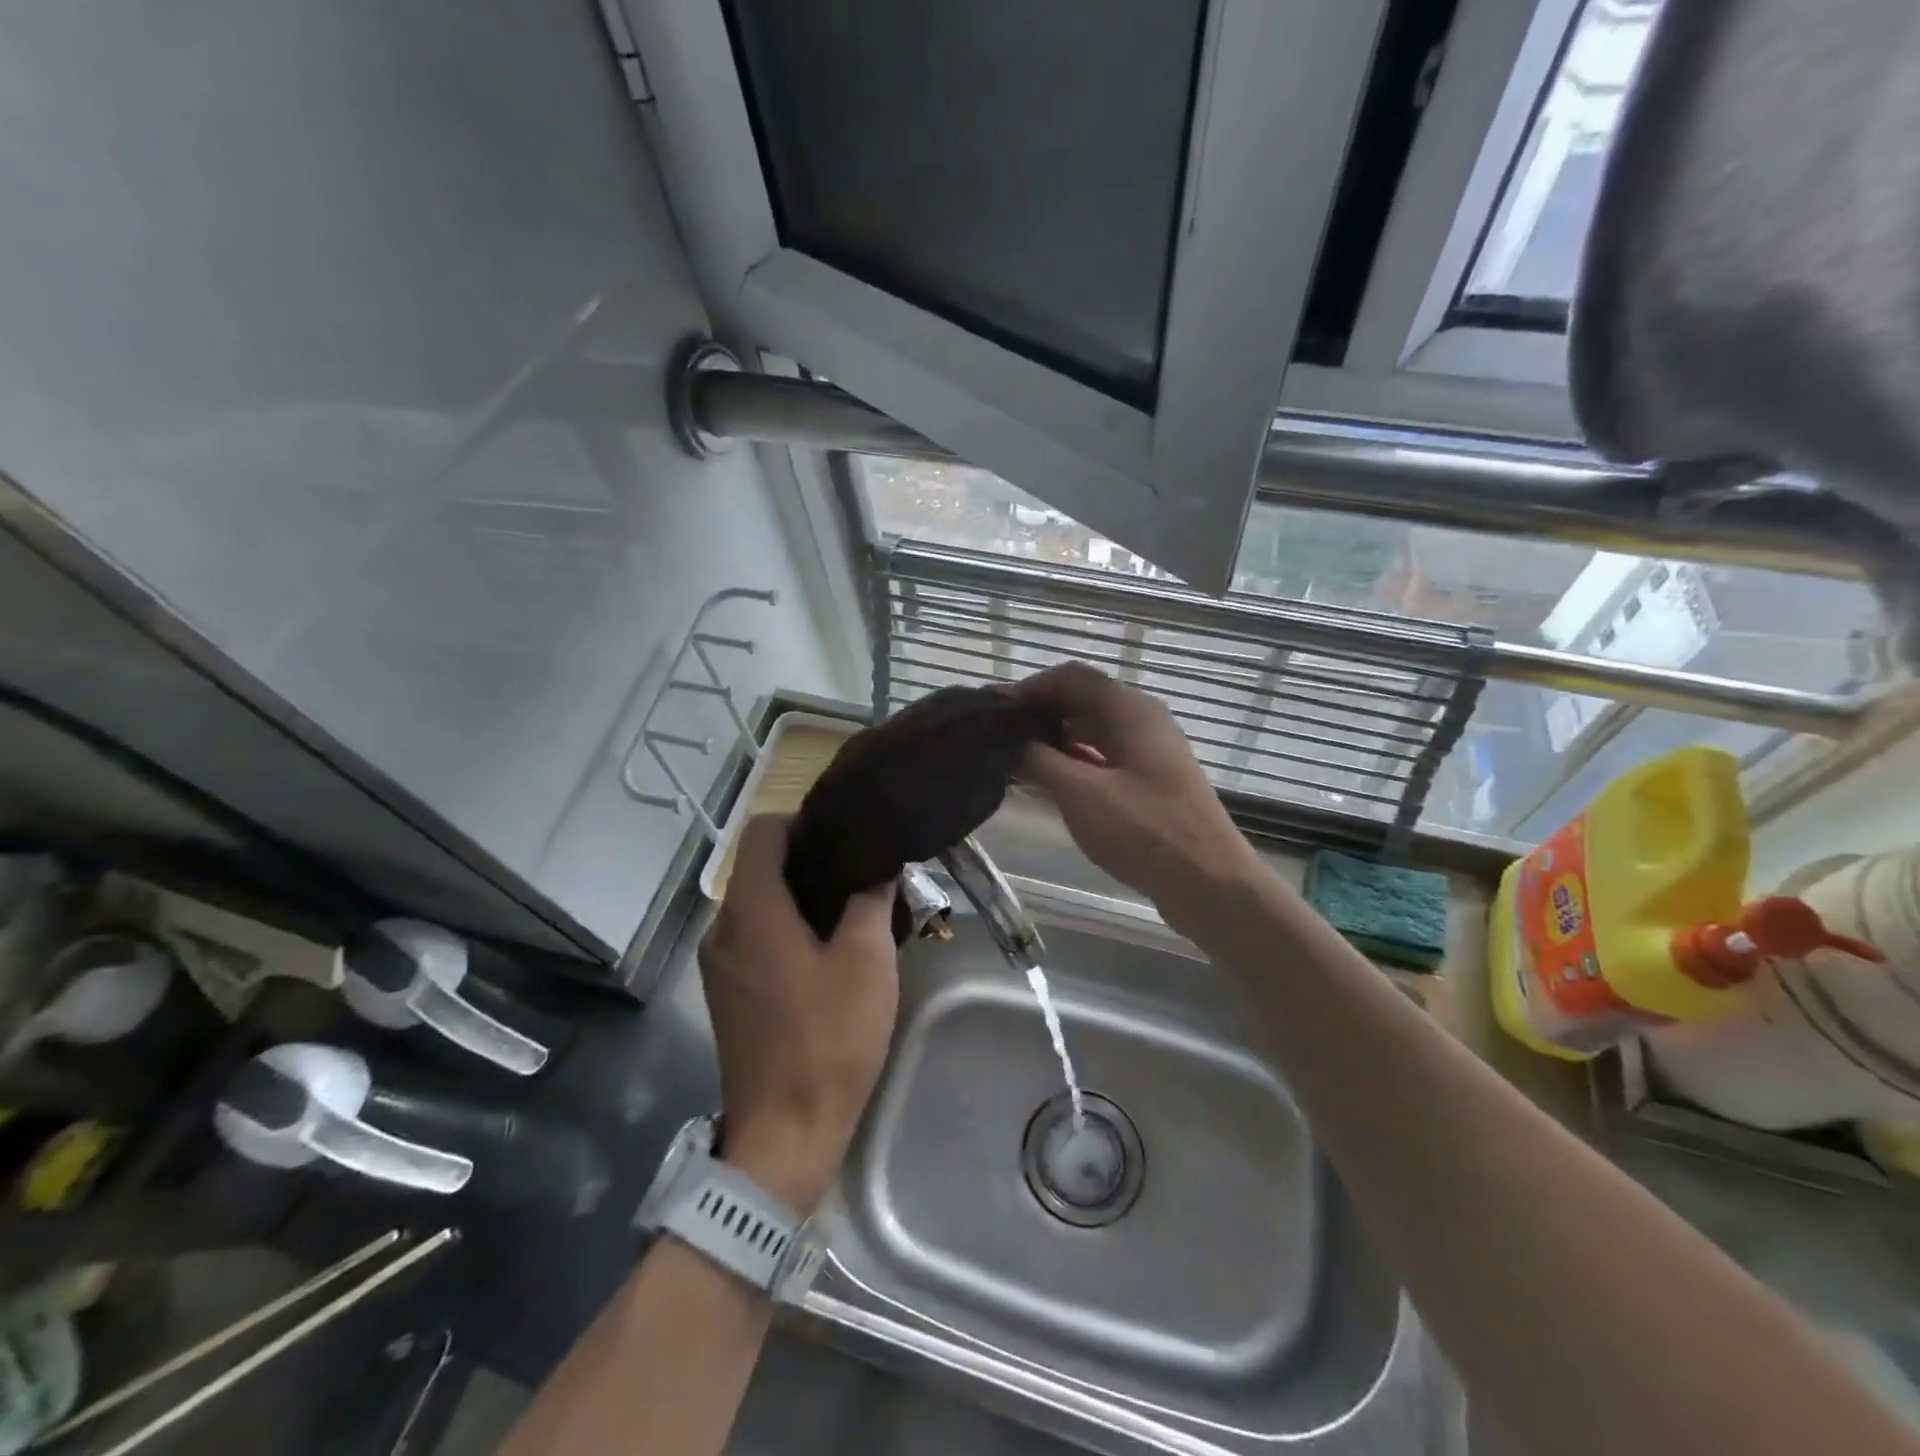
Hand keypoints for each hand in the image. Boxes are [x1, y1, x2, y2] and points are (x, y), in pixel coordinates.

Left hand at [699, 815, 898, 1214]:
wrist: (785, 1134)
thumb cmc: (828, 1039)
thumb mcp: (866, 961)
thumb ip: (870, 901)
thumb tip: (876, 867)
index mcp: (752, 912)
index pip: (762, 833)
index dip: (801, 821)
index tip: (844, 835)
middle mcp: (724, 930)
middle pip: (758, 867)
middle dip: (807, 860)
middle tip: (859, 871)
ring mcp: (719, 965)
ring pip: (757, 905)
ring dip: (799, 896)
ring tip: (849, 908)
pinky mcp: (727, 994)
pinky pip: (754, 938)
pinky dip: (785, 928)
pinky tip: (826, 950)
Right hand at [1016, 663, 1258, 915]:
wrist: (1210, 884)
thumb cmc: (1145, 831)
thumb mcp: (1081, 794)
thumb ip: (1039, 761)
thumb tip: (1009, 742)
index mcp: (1131, 710)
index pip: (1072, 677)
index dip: (1031, 687)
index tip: (995, 711)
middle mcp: (1143, 722)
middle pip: (1083, 702)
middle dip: (1040, 715)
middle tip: (999, 738)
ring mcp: (1149, 754)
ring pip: (1093, 733)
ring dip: (1055, 742)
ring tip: (1014, 761)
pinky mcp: (1150, 785)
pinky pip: (1104, 760)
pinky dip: (1074, 765)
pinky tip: (1047, 785)